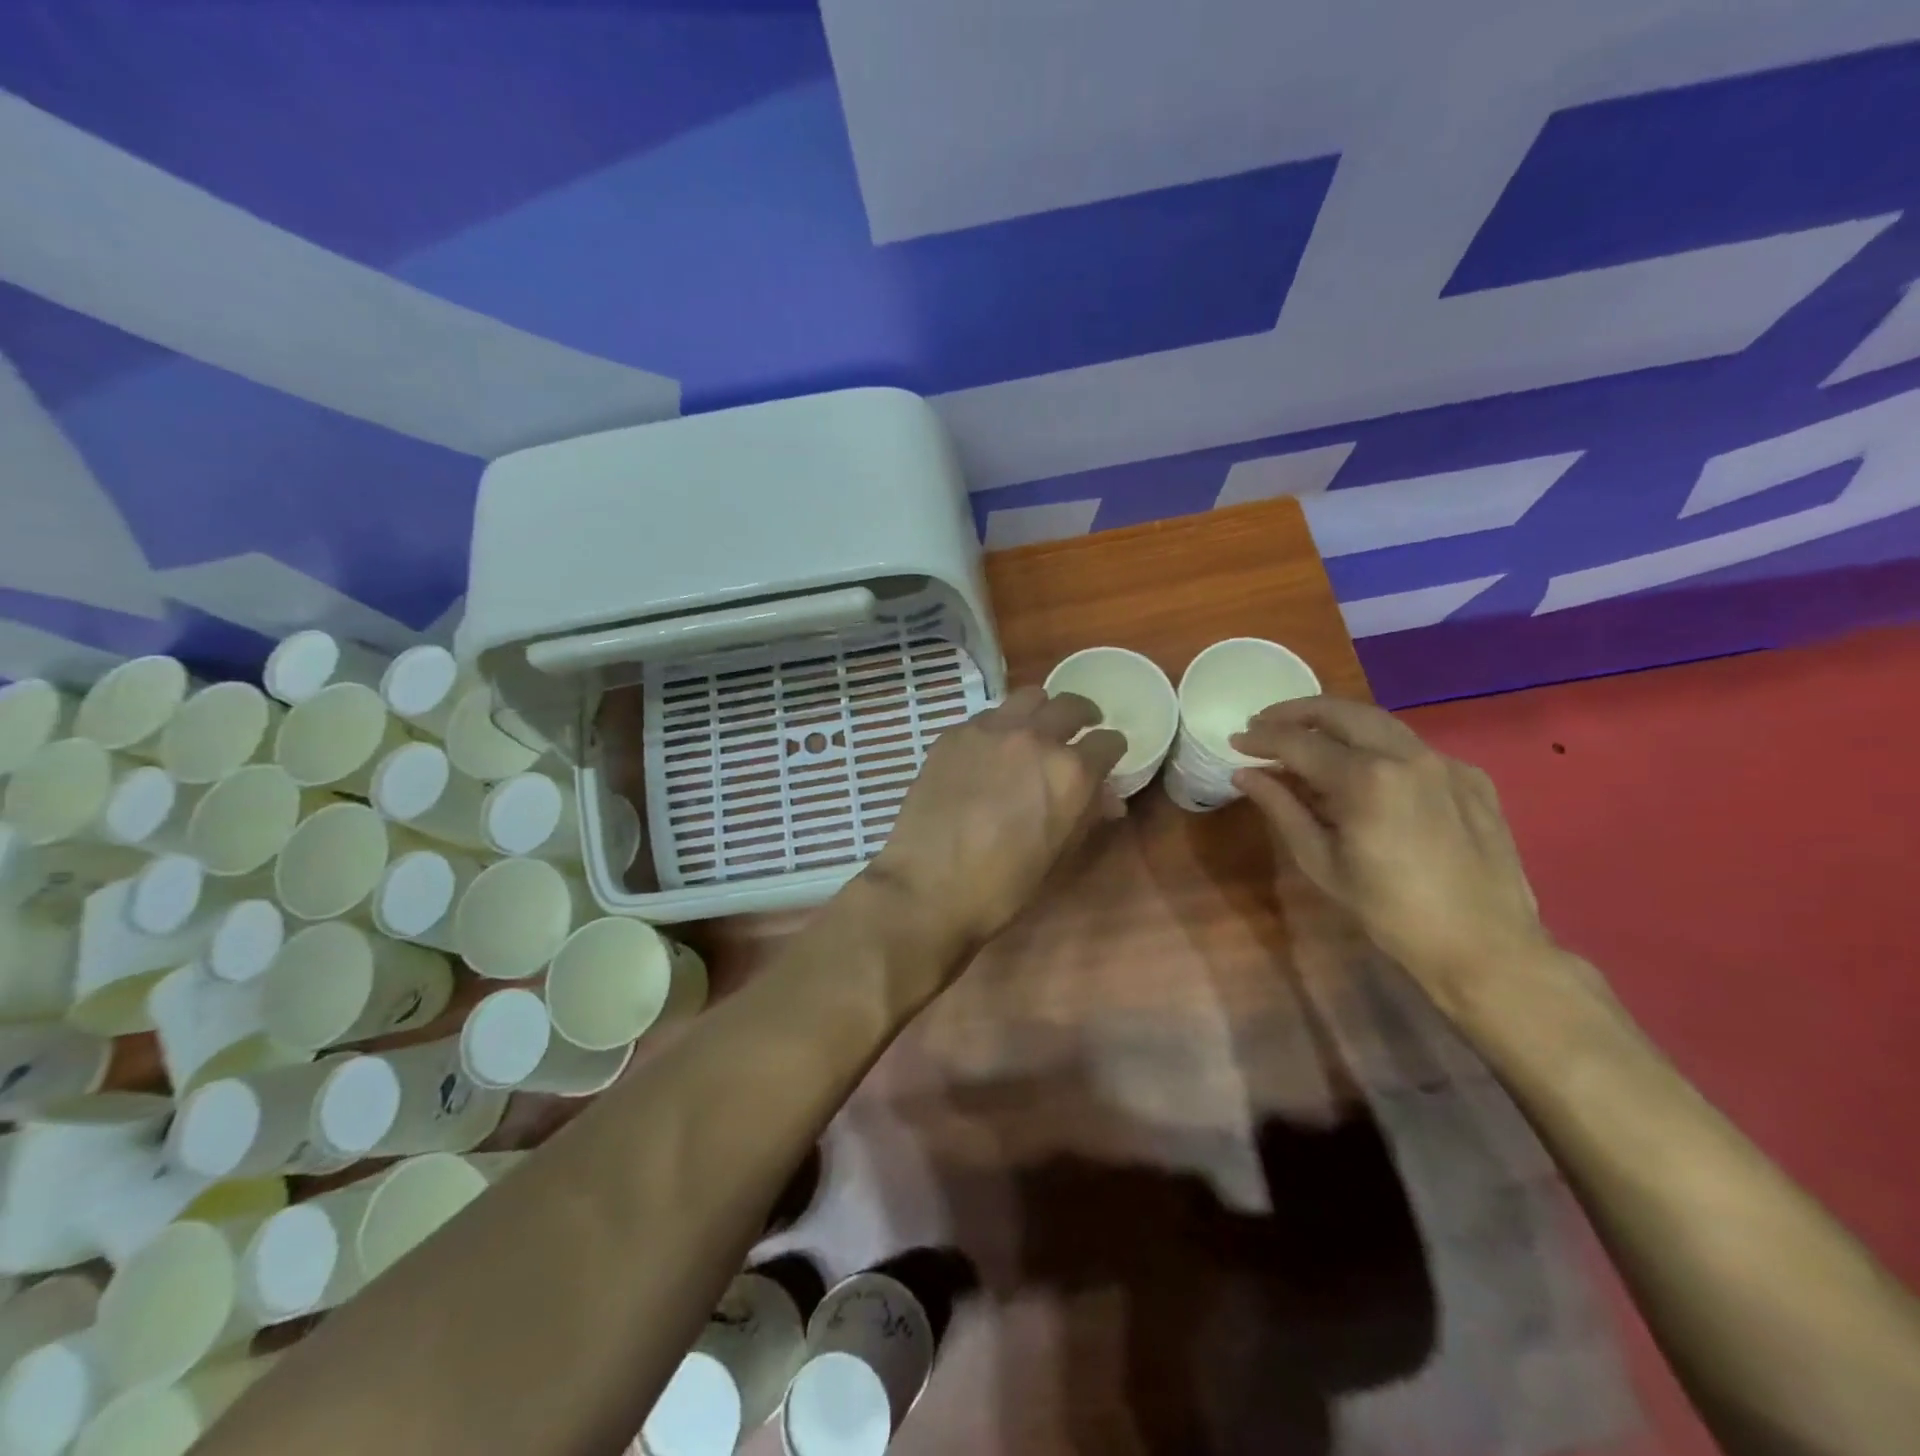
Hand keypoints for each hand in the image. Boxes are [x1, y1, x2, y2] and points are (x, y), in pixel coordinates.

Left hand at [870, 687, 1125, 965]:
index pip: (1108, 742)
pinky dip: (999, 726)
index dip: (1111, 751)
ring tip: (1035, 729)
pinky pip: (988, 716)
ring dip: (1040, 711)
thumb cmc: (1002, 885)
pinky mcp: (954, 733)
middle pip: (1071, 705)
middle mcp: (1035, 738)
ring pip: (1028, 697)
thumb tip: (1107, 799)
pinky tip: (989, 751)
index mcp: (1070, 772)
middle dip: (1083, 717)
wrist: (928, 885)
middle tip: (1079, 731)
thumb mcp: (1057, 855)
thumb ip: (1086, 816)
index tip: (1107, 758)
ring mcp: (991, 729)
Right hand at [1231, 696, 1548, 1013]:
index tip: (1237, 740)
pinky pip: (1412, 747)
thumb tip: (1245, 774)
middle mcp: (1407, 755)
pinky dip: (1376, 746)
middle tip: (1264, 722)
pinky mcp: (1471, 776)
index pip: (1299, 742)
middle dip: (1295, 712)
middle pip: (1341, 712)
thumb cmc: (1389, 911)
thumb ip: (1282, 808)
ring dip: (1336, 721)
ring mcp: (1444, 762)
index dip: (1261, 739)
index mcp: (1366, 779)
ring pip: (1379, 721)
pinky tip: (1363, 770)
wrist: (1485, 946)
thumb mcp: (1321, 862)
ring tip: (1306, 736)